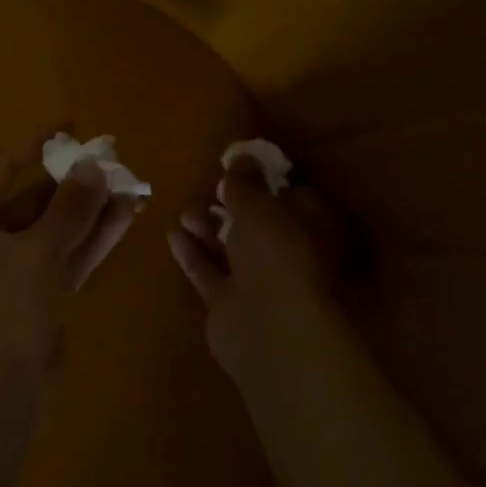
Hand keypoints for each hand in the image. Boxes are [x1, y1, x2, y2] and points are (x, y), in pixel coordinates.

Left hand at [0, 133, 137, 382]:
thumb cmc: (4, 312)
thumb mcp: (36, 252)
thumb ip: (69, 208)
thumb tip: (96, 165)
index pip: (2, 169)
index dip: (36, 145)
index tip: (73, 127)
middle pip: (33, 200)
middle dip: (74, 182)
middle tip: (116, 162)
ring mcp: (15, 272)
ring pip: (57, 230)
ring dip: (90, 210)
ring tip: (132, 186)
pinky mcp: (40, 297)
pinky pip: (67, 257)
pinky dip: (93, 240)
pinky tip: (125, 218)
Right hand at [167, 160, 353, 384]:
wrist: (270, 331)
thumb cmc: (277, 257)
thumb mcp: (259, 207)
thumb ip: (245, 182)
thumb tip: (242, 155)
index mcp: (313, 228)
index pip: (292, 196)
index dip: (265, 181)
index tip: (237, 168)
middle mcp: (290, 254)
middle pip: (258, 224)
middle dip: (231, 206)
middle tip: (208, 190)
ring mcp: (260, 282)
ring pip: (231, 248)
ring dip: (208, 228)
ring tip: (184, 211)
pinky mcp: (231, 303)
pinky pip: (209, 272)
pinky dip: (193, 254)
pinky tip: (173, 235)